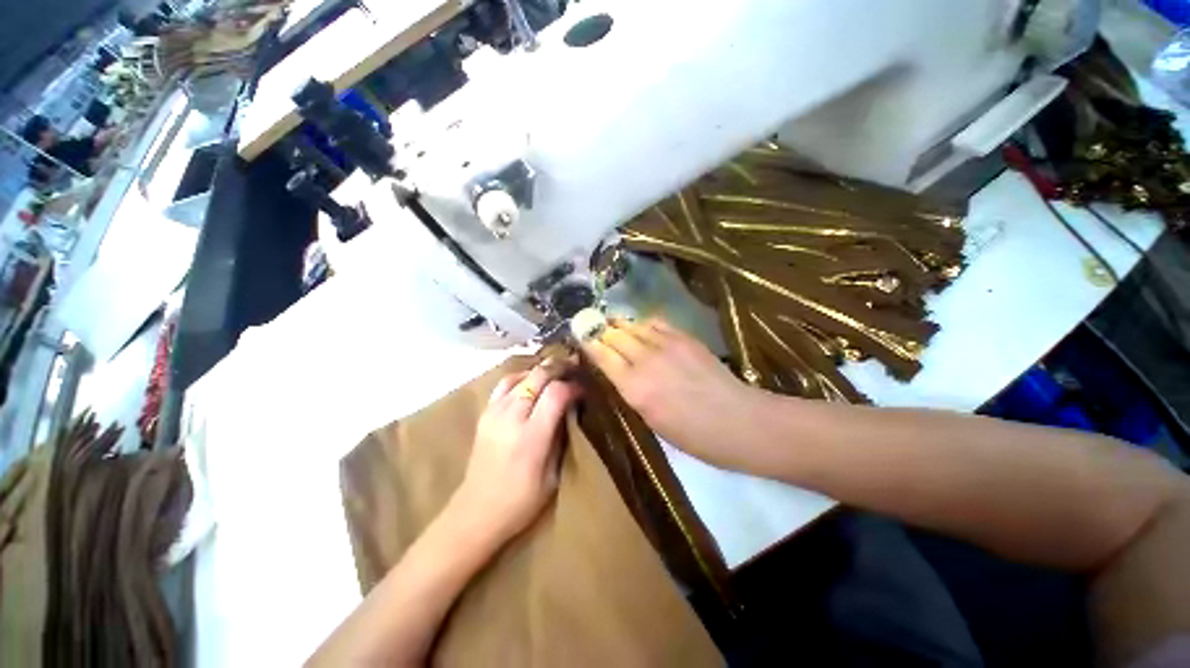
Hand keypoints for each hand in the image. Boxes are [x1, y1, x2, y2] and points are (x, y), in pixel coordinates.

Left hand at [452, 362, 581, 544]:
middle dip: (559, 368)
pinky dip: (522, 376)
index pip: (556, 393)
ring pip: (522, 375)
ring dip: (542, 370)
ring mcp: (494, 412)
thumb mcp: (553, 475)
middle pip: (538, 376)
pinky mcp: (485, 413)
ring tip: (557, 371)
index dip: (573, 386)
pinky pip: (505, 383)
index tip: (584, 389)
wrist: (476, 512)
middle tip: (575, 368)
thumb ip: (562, 437)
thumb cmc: (521, 501)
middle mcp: (511, 417)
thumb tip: (571, 408)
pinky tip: (532, 380)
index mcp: (531, 436)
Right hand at [580, 318, 770, 469]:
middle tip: (593, 328)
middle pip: (614, 335)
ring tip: (612, 323)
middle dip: (600, 330)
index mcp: (634, 388)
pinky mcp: (684, 337)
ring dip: (620, 323)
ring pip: (633, 325)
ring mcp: (666, 344)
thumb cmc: (692, 435)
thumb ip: (630, 391)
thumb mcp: (651, 421)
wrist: (738, 421)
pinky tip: (640, 325)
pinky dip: (643, 322)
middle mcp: (645, 360)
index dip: (588, 343)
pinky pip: (656, 322)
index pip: (601, 355)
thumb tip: (617, 372)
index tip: (580, 337)